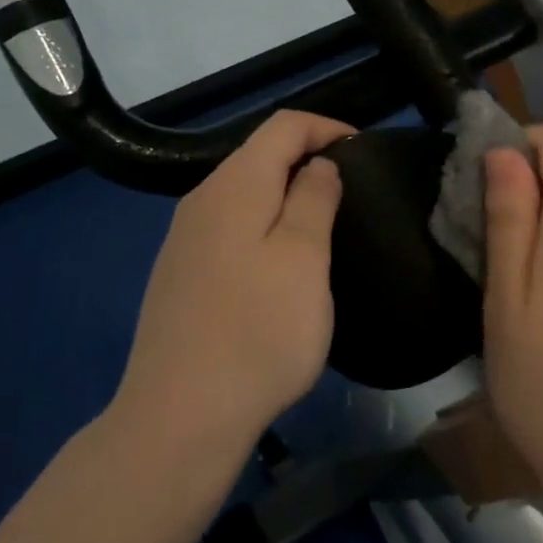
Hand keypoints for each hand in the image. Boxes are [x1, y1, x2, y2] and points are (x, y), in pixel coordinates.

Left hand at [114, 109, 351, 458]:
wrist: (180, 416)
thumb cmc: (258, 331)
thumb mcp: (304, 258)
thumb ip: (314, 198)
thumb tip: (316, 164)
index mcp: (234, 185)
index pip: (282, 125)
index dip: (326, 126)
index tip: (363, 150)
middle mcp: (202, 199)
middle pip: (259, 155)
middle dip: (307, 158)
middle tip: (350, 190)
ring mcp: (184, 238)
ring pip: (243, 193)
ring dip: (285, 195)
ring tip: (323, 224)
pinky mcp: (179, 274)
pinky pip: (229, 227)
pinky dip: (263, 225)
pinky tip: (279, 264)